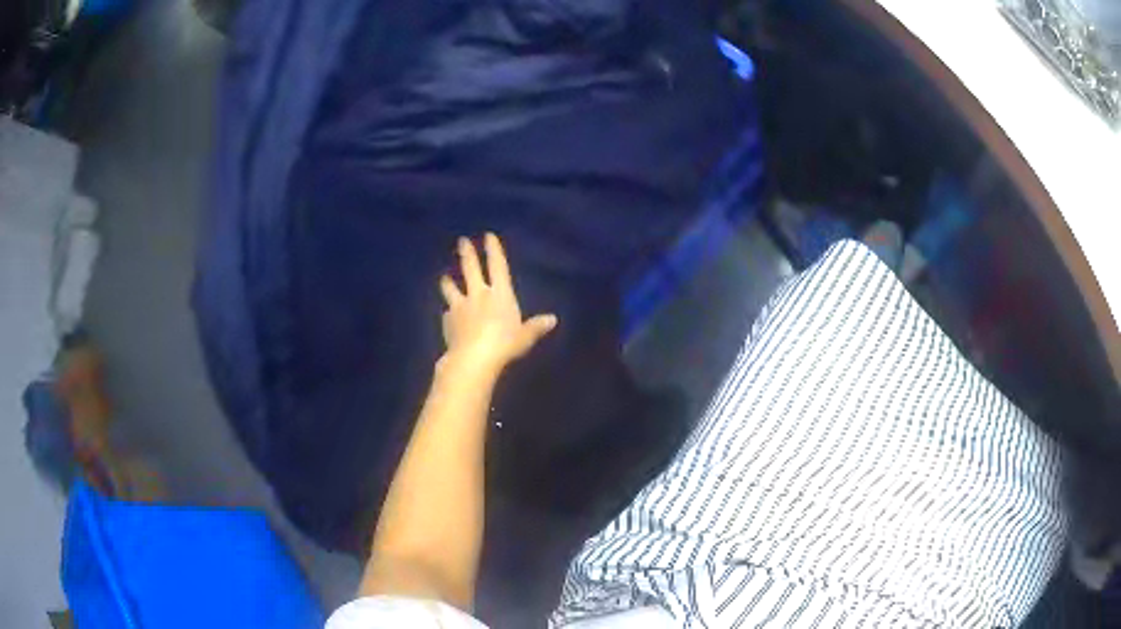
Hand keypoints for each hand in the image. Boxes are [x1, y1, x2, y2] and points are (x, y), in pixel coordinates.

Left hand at [438, 233, 556, 375]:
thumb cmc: (505, 344)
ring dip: (447, 282)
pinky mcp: (448, 322)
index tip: (488, 236)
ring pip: (451, 289)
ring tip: (444, 277)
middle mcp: (478, 295)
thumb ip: (536, 327)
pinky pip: (447, 314)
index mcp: (499, 294)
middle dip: (467, 254)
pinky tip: (446, 315)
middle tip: (461, 241)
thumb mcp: (525, 336)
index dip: (493, 250)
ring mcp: (460, 307)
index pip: (497, 266)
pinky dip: (447, 313)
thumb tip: (552, 319)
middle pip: (470, 269)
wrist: (473, 359)